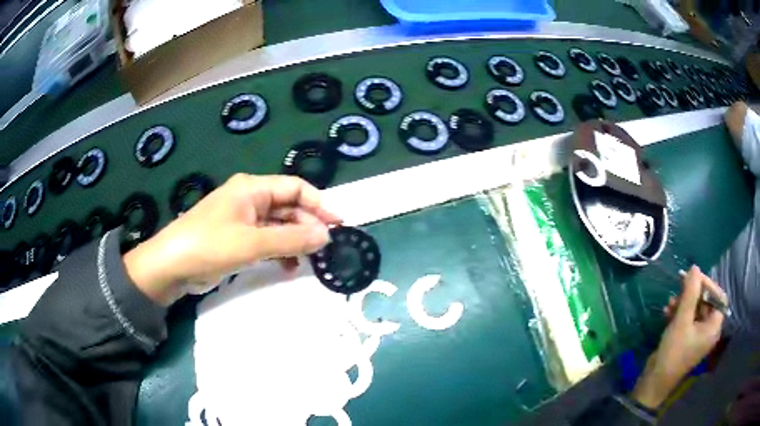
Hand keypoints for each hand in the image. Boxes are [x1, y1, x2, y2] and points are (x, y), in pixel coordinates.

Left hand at [123, 174, 340, 305]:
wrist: (171, 266)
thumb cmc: (209, 245)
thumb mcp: (252, 242)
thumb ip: (290, 238)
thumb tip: (326, 236)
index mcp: (252, 189)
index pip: (295, 188)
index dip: (319, 204)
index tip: (339, 225)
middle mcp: (249, 200)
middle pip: (288, 207)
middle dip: (308, 226)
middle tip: (325, 249)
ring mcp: (243, 221)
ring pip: (279, 226)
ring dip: (295, 241)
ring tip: (310, 260)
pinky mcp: (238, 240)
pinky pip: (267, 241)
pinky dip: (280, 251)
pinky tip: (288, 267)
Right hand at [632, 266, 726, 408]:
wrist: (654, 382)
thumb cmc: (673, 353)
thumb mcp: (682, 321)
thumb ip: (690, 293)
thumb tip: (694, 268)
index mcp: (713, 328)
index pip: (718, 297)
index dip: (708, 284)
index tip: (693, 277)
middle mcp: (709, 330)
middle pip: (706, 302)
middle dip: (692, 293)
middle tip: (679, 284)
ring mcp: (698, 336)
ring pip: (695, 310)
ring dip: (683, 302)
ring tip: (669, 302)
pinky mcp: (687, 339)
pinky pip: (688, 319)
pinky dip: (679, 313)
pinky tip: (667, 311)